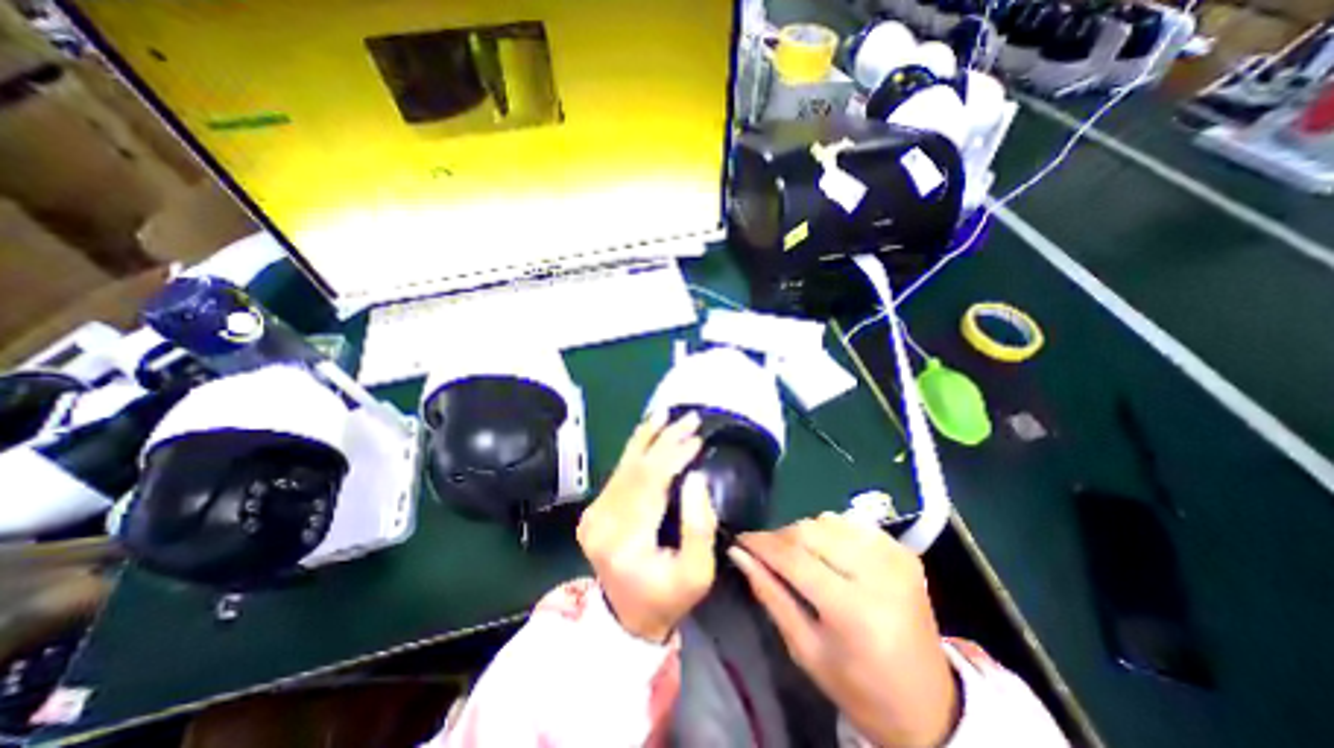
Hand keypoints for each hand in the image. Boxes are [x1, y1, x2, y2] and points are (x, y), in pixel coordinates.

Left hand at [577, 412, 718, 640]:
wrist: (626, 619)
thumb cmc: (668, 598)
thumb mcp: (697, 574)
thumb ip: (699, 526)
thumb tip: (695, 477)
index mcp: (625, 540)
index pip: (650, 483)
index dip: (674, 456)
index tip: (698, 439)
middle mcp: (602, 521)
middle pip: (636, 468)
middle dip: (664, 439)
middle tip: (689, 419)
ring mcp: (593, 513)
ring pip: (624, 464)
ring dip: (648, 437)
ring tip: (665, 414)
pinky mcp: (595, 509)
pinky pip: (618, 472)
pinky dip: (636, 449)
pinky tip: (648, 431)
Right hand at [727, 515, 958, 746]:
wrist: (929, 704)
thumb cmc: (858, 688)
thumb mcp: (805, 650)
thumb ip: (770, 595)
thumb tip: (738, 554)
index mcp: (855, 612)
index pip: (794, 559)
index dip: (760, 544)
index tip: (739, 540)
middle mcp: (878, 575)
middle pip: (810, 531)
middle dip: (780, 537)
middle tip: (766, 553)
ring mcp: (895, 557)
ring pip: (827, 520)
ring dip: (803, 533)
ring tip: (798, 556)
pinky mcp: (903, 551)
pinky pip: (850, 523)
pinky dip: (830, 532)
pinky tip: (828, 554)